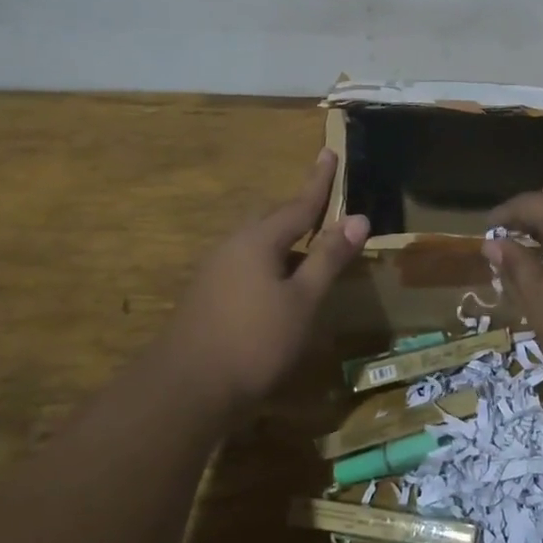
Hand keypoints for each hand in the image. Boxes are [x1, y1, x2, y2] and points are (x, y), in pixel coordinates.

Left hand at [160, 149, 368, 416]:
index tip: (329, 151)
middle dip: (300, 210)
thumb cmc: (254, 341)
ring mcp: (215, 272)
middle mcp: (233, 247)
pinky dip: (271, 263)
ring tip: (309, 246)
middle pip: (273, 219)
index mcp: (259, 240)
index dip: (319, 181)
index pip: (299, 203)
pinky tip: (279, 285)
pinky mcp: (207, 297)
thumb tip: (357, 217)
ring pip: (258, 244)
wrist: (185, 391)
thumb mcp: (302, 300)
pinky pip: (246, 264)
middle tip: (323, 201)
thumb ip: (328, 257)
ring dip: (286, 240)